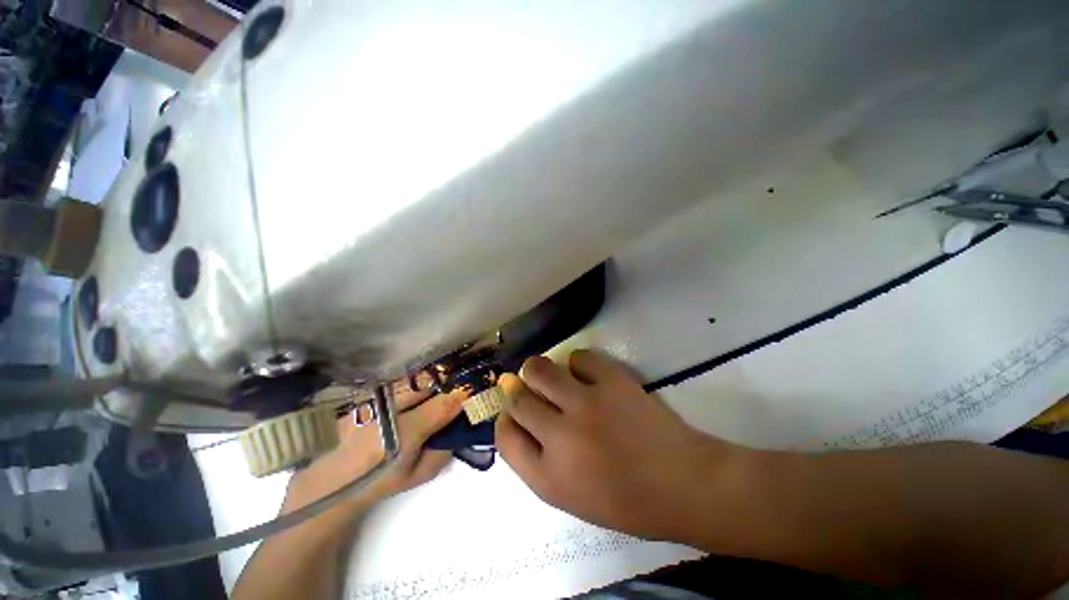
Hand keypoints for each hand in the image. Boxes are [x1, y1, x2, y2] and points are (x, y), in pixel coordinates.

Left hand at [281, 377, 465, 522]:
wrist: (327, 484)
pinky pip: (396, 381)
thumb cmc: (376, 482)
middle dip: (448, 381)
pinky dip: (412, 383)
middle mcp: (387, 409)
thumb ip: (444, 451)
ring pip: (412, 378)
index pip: (444, 404)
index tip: (476, 392)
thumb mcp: (417, 475)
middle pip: (429, 382)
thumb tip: (461, 426)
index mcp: (403, 433)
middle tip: (458, 387)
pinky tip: (415, 391)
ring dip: (431, 380)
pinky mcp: (362, 394)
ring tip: (439, 387)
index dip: (463, 395)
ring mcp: (372, 398)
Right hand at [495, 350, 742, 541]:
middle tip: (526, 386)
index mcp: (549, 477)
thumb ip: (538, 461)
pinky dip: (577, 362)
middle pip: (518, 398)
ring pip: (540, 369)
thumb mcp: (571, 497)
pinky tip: (585, 373)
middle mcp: (561, 437)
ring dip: (537, 369)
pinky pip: (579, 357)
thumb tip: (519, 421)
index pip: (505, 437)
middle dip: (516, 389)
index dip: (505, 420)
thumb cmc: (628, 502)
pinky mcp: (612, 381)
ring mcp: (586, 404)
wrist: (685, 484)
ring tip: (548, 374)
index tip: (512, 413)